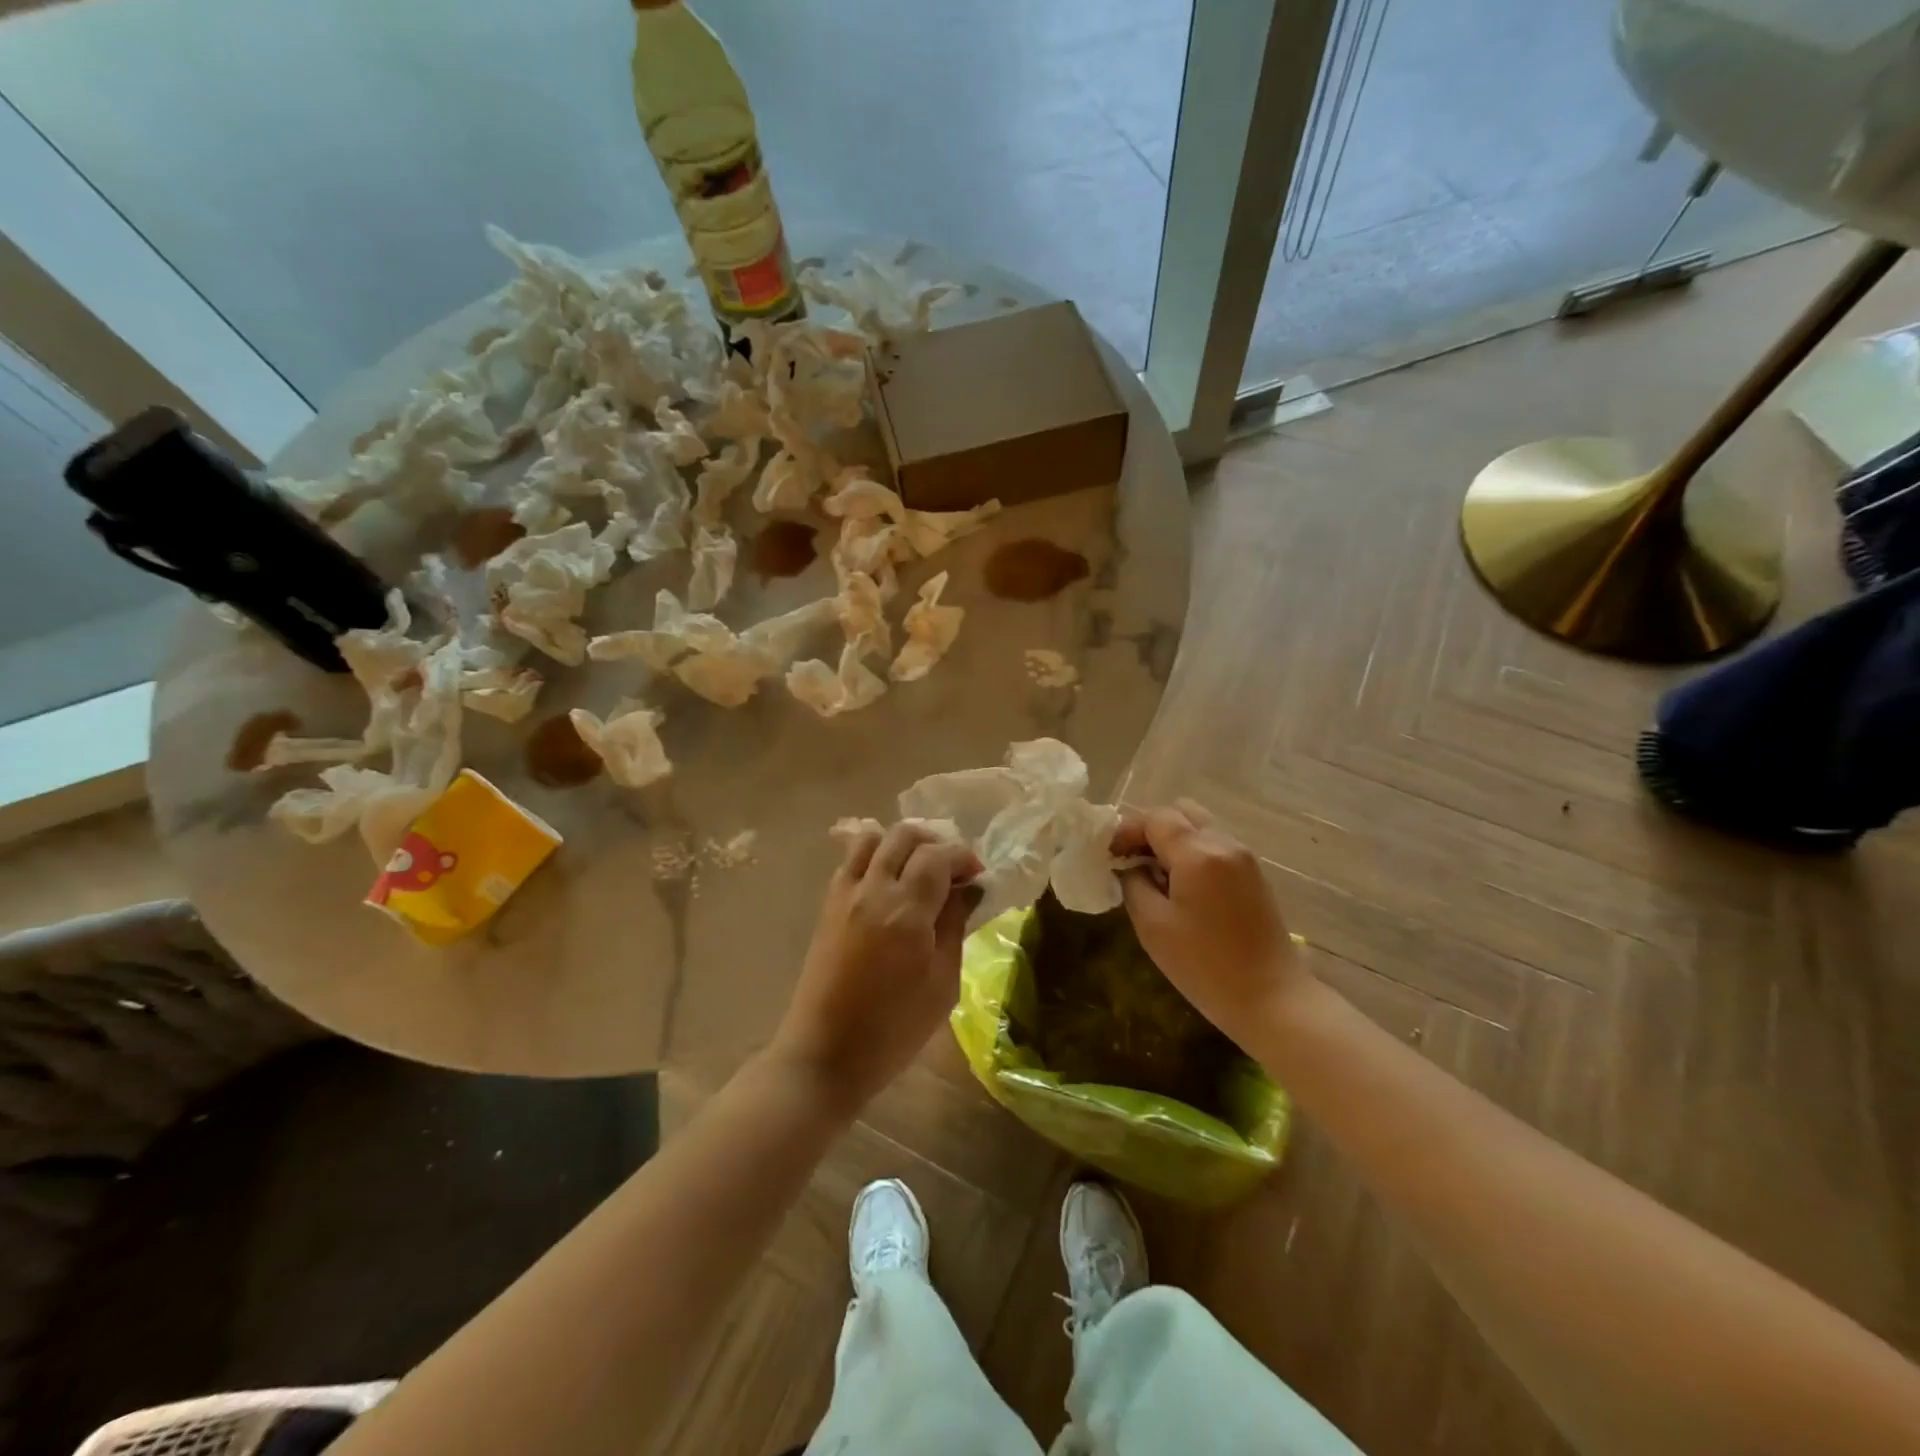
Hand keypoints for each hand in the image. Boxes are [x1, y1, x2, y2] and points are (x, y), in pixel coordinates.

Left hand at [772, 821, 982, 1113]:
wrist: (824, 1054)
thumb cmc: (893, 1029)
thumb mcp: (942, 983)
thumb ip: (955, 927)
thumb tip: (969, 890)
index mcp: (906, 911)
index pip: (938, 856)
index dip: (963, 857)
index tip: (978, 875)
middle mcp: (872, 890)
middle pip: (904, 835)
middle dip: (935, 842)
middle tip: (952, 869)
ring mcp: (845, 894)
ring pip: (872, 838)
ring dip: (900, 843)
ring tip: (918, 868)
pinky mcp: (827, 905)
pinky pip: (851, 860)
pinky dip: (874, 856)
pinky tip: (889, 883)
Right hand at [1114, 799, 1310, 1041]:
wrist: (1271, 999)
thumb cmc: (1204, 966)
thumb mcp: (1152, 925)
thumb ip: (1134, 883)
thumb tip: (1131, 866)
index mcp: (1198, 853)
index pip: (1155, 818)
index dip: (1126, 830)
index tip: (1109, 856)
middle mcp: (1224, 844)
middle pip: (1181, 812)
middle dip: (1151, 829)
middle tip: (1131, 859)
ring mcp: (1244, 858)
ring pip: (1200, 827)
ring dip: (1173, 840)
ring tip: (1155, 875)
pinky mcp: (1254, 875)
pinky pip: (1216, 846)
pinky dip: (1192, 853)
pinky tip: (1181, 887)